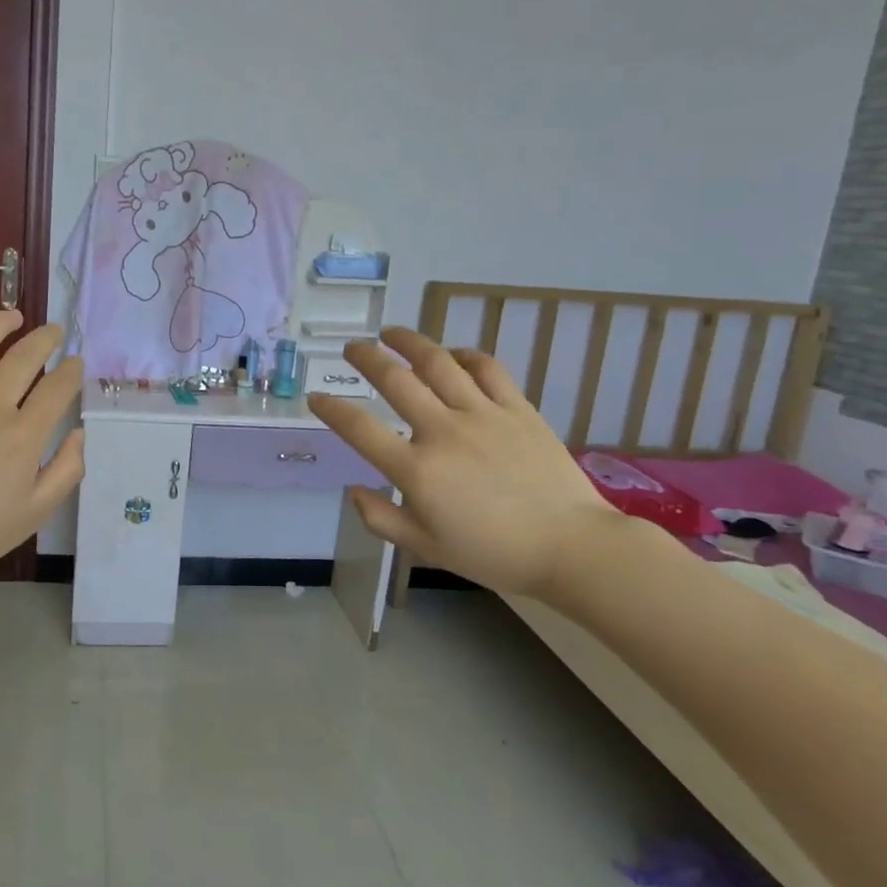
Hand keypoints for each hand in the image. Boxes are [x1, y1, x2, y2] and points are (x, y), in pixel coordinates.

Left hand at [0, 311, 84, 592]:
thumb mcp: (34, 514)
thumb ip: (65, 471)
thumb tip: (79, 433)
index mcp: (22, 435)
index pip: (58, 387)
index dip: (72, 371)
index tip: (76, 365)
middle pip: (25, 356)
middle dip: (46, 338)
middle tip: (54, 332)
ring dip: (0, 322)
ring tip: (12, 316)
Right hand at [308, 327, 614, 598]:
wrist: (570, 547)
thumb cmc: (493, 554)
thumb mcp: (426, 548)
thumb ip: (382, 519)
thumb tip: (353, 491)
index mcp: (417, 470)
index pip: (360, 429)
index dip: (332, 410)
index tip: (317, 398)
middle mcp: (443, 432)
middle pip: (395, 380)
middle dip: (366, 359)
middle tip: (352, 348)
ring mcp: (483, 415)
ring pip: (438, 363)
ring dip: (409, 342)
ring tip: (391, 333)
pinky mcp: (517, 408)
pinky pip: (487, 369)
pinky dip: (465, 355)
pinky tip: (453, 354)